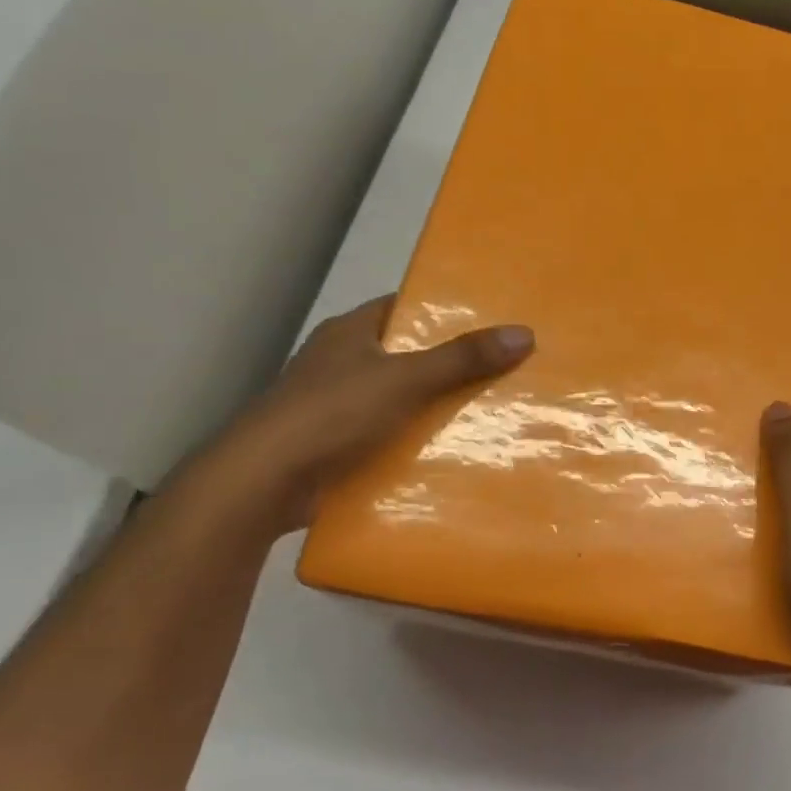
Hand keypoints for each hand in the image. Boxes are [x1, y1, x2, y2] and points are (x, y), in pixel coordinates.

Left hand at [195, 294, 533, 534]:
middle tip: (505, 370)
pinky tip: (454, 452)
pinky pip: (389, 435)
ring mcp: (337, 406)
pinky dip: (416, 442)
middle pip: (407, 355)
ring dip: (436, 408)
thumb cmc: (332, 413)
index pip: (403, 308)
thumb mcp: (405, 379)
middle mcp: (342, 363)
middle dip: (451, 365)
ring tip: (493, 412)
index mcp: (350, 333)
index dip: (445, 312)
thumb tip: (525, 333)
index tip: (491, 323)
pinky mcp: (337, 445)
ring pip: (400, 399)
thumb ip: (463, 358)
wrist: (265, 482)